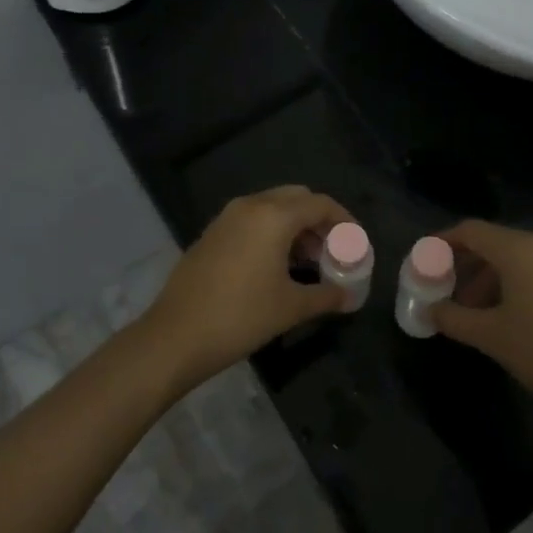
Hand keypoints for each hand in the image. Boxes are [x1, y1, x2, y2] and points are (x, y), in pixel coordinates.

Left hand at [140, 186, 355, 390]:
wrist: (176, 335)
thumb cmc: (241, 316)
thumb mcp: (290, 307)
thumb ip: (326, 296)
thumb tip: (350, 298)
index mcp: (273, 216)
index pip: (319, 204)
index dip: (344, 221)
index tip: (356, 243)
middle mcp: (250, 206)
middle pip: (296, 198)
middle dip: (319, 220)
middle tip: (332, 251)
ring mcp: (227, 217)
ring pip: (272, 207)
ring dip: (295, 226)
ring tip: (309, 262)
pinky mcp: (212, 233)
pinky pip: (252, 220)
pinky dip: (272, 232)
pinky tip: (277, 266)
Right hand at [433, 220, 532, 431]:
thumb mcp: (491, 337)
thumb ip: (453, 318)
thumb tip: (429, 310)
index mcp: (519, 249)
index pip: (470, 230)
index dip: (442, 242)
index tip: (423, 260)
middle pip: (492, 242)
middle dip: (464, 265)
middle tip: (443, 290)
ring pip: (514, 258)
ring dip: (487, 278)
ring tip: (471, 311)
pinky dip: (512, 283)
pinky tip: (504, 315)